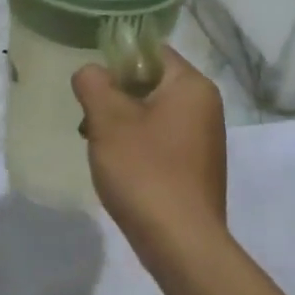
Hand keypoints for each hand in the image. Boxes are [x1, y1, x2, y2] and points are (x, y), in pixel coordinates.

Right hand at [73, 46, 228, 272]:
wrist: (180, 242)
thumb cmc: (144, 171)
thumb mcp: (108, 120)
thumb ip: (93, 84)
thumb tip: (90, 72)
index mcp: (192, 86)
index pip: (151, 52)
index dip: (116, 61)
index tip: (91, 85)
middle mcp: (205, 106)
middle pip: (149, 83)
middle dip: (114, 98)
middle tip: (89, 120)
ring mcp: (203, 139)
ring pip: (151, 114)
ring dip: (121, 125)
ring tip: (99, 147)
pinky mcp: (195, 167)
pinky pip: (159, 141)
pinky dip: (136, 147)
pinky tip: (119, 168)